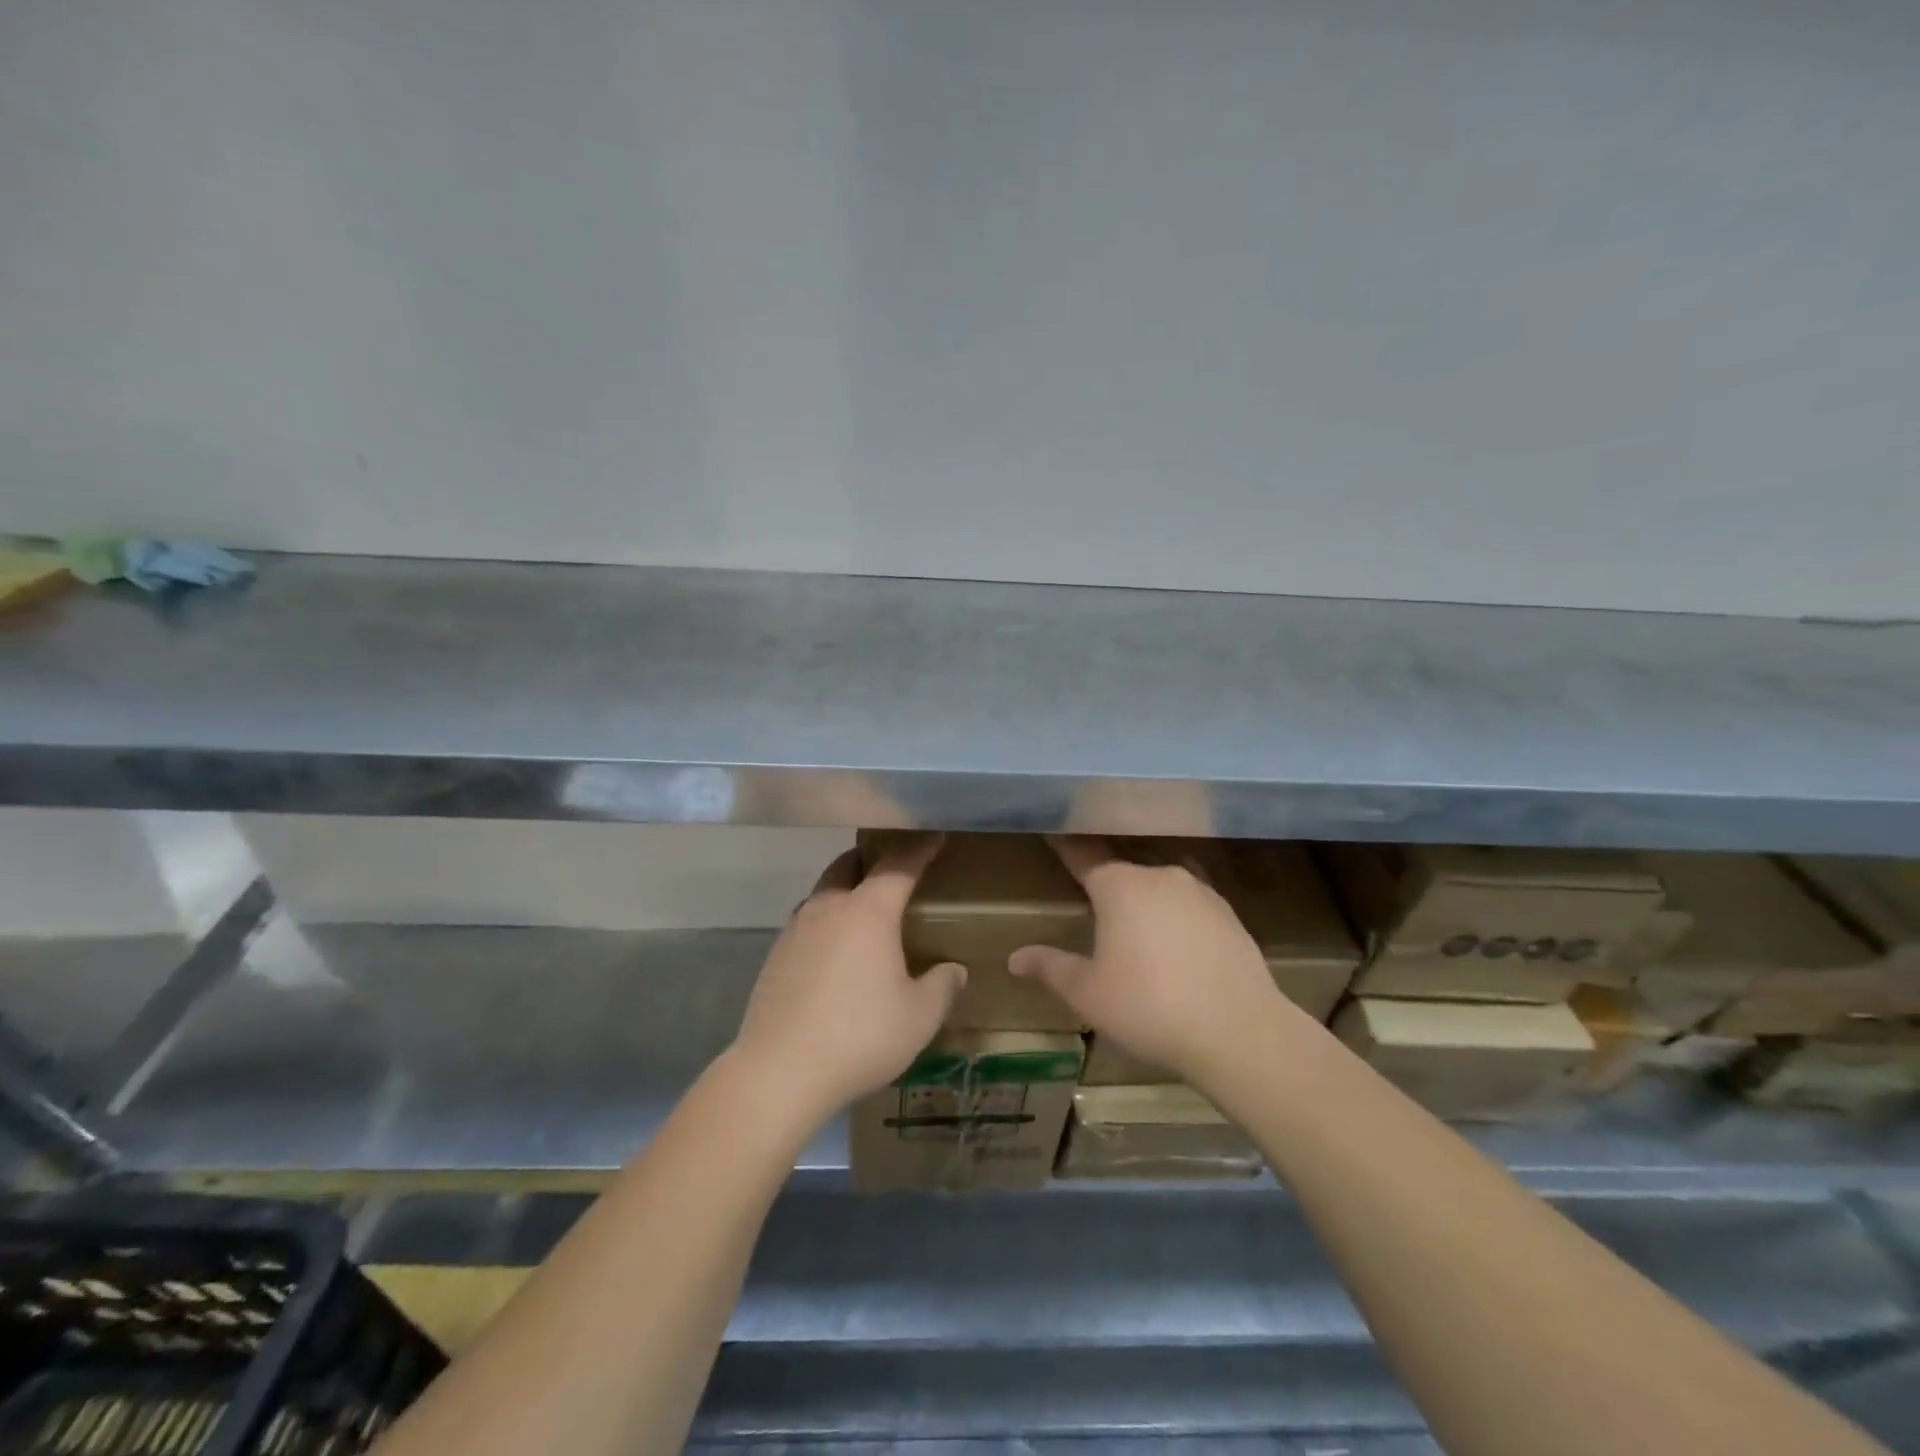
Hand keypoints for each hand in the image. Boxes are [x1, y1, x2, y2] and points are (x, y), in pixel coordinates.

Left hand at [730, 835, 965, 1126]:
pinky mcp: (775, 956)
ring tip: (864, 909)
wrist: (779, 1072)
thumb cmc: (860, 1036)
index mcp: (868, 911)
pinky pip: (807, 922)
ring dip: (846, 888)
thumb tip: (953, 970)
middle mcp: (829, 907)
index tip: (936, 837)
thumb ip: (942, 987)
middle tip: (895, 869)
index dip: (921, 849)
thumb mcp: (918, 1017)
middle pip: (850, 864)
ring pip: (824, 891)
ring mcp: (796, 929)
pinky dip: (826, 921)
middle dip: (874, 858)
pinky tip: (835, 951)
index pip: (899, 865)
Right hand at [1009, 836, 1282, 1085]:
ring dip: (1143, 888)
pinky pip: (1189, 900)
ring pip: (1160, 878)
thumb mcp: (1089, 994)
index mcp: (1120, 885)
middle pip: (1124, 862)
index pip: (1083, 855)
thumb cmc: (1149, 1007)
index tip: (1052, 830)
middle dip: (1104, 868)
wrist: (1240, 1032)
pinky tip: (1174, 933)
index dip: (1065, 845)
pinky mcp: (1229, 914)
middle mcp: (1160, 876)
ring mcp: (1200, 892)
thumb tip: (1014, 959)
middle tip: (1088, 878)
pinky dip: (1174, 908)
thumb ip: (1051, 968)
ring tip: (1131, 907)